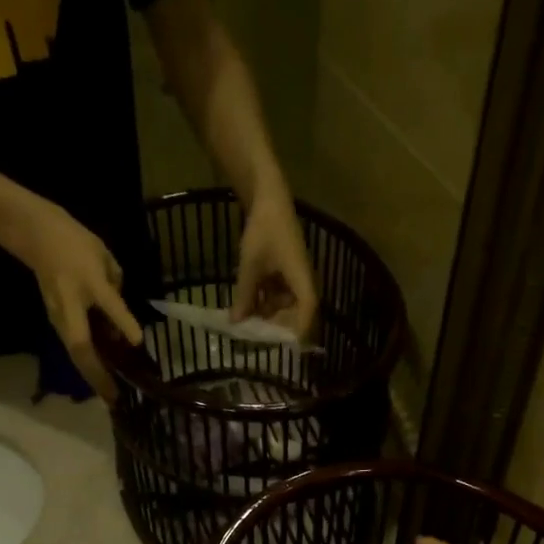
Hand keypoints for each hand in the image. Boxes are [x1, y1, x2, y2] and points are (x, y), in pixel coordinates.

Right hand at [14, 199, 142, 401]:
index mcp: (86, 284)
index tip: (137, 343)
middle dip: (98, 376)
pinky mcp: (58, 322)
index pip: (108, 304)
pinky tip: (103, 375)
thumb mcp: (104, 258)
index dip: (123, 322)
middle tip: (115, 399)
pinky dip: (88, 364)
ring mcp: (60, 318)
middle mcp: (70, 307)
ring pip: (77, 354)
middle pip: (81, 349)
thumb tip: (123, 323)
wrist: (36, 235)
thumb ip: (116, 290)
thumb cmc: (74, 244)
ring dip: (93, 375)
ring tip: (109, 395)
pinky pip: (75, 347)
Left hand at [232, 187, 318, 339]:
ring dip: (266, 313)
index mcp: (302, 278)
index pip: (307, 311)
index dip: (297, 331)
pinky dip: (263, 300)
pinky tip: (245, 305)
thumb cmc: (263, 229)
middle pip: (295, 312)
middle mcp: (302, 280)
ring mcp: (293, 275)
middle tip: (254, 337)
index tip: (283, 347)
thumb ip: (244, 295)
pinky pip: (276, 293)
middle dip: (275, 325)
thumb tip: (236, 323)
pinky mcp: (284, 271)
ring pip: (283, 304)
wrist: (267, 196)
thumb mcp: (250, 265)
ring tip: (245, 322)